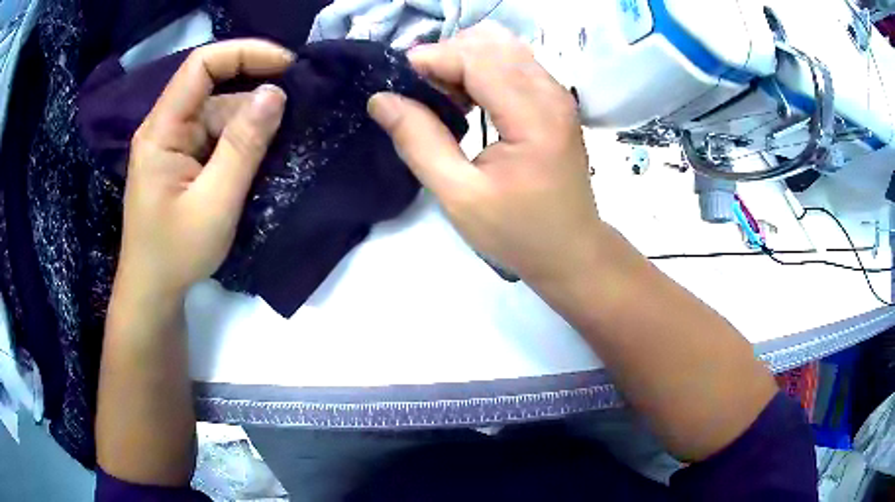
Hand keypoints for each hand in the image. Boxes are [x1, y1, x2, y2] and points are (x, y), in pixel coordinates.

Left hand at [117, 40, 292, 298]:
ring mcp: (174, 145)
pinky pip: (216, 137)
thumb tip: (275, 92)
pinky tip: (261, 159)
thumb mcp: (215, 202)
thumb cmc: (175, 253)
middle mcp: (166, 128)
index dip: (244, 53)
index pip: (201, 65)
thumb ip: (244, 145)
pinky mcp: (183, 161)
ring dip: (251, 126)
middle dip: (254, 97)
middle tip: (296, 115)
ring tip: (283, 145)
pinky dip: (241, 143)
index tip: (286, 65)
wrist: (153, 292)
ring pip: (219, 115)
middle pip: (214, 91)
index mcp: (162, 130)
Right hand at [367, 24, 599, 287]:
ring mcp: (557, 93)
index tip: (396, 81)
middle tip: (419, 92)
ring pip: (502, 46)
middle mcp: (551, 93)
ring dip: (463, 60)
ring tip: (441, 96)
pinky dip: (481, 69)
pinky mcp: (554, 100)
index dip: (431, 58)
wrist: (571, 250)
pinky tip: (466, 98)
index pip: (477, 58)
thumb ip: (419, 142)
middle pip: (490, 42)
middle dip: (446, 56)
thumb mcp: (460, 197)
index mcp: (534, 116)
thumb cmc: (519, 232)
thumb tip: (381, 99)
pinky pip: (513, 62)